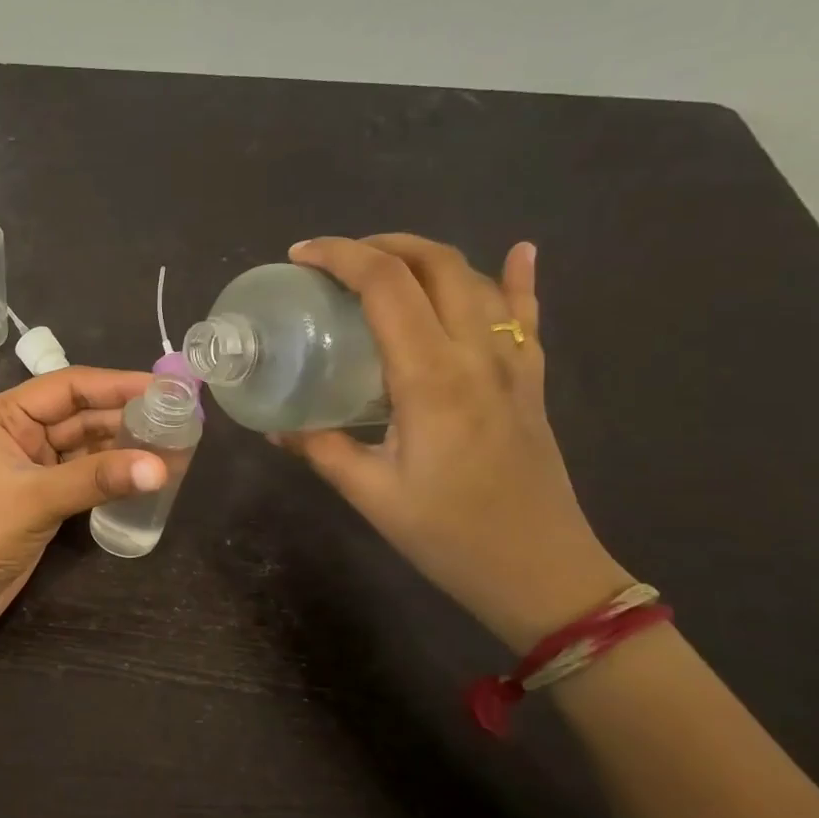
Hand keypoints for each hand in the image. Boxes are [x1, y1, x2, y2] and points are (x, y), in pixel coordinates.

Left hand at [0, 367, 167, 633]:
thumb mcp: (37, 498)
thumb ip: (97, 479)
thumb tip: (160, 468)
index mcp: (7, 414)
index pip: (70, 386)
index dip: (118, 385)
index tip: (166, 388)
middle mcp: (23, 431)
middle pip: (84, 414)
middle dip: (128, 417)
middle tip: (181, 420)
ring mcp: (37, 465)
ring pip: (90, 445)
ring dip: (126, 446)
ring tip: (175, 446)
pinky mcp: (48, 495)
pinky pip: (89, 473)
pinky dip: (116, 473)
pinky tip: (148, 473)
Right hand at [276, 235, 633, 651]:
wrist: (542, 572)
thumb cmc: (450, 536)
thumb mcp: (370, 495)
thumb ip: (321, 449)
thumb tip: (275, 428)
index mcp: (432, 377)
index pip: (386, 286)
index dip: (340, 256)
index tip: (300, 256)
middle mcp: (478, 354)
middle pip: (436, 264)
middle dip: (382, 245)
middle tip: (335, 262)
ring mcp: (514, 363)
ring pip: (476, 279)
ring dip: (427, 257)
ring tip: (384, 265)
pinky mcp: (531, 380)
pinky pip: (526, 314)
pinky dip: (518, 277)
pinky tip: (520, 251)